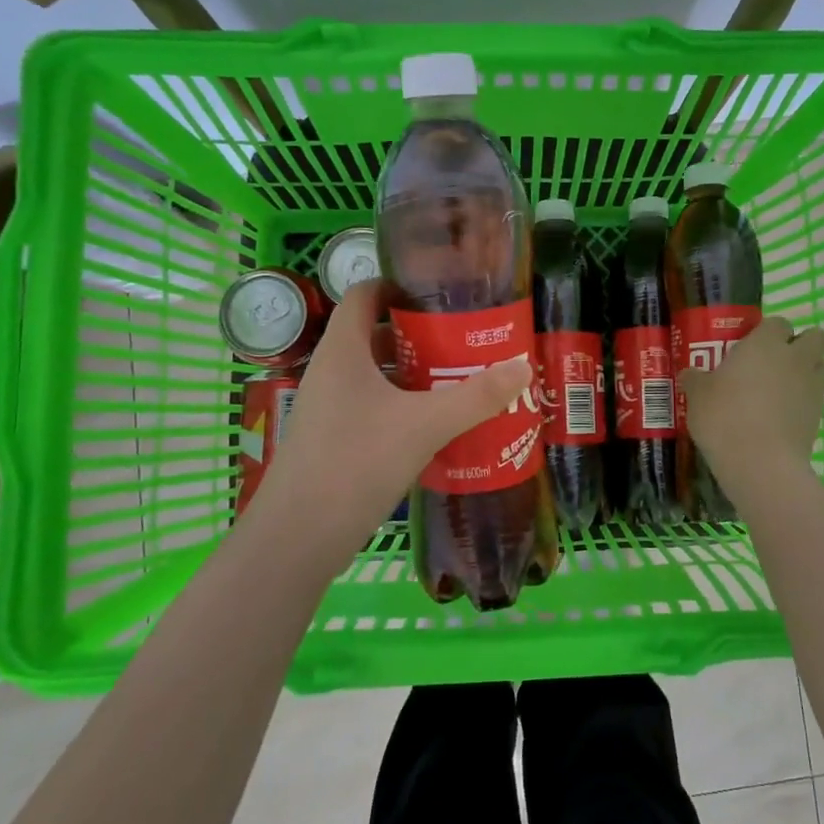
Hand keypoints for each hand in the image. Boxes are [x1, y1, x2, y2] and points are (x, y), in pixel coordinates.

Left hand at [252, 281, 532, 554]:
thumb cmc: (356, 462)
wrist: (299, 537)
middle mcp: (332, 371)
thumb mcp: (425, 425)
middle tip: (467, 341)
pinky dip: (406, 407)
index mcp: (343, 350)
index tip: (443, 294)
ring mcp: (330, 408)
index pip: (365, 292)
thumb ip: (476, 396)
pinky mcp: (335, 440)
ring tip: (462, 380)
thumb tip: (523, 367)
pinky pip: (375, 408)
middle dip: (422, 336)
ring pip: (378, 376)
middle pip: (377, 334)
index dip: (400, 286)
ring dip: (417, 375)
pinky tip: (439, 425)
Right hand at [678, 317, 823, 478]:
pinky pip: (818, 399)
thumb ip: (696, 380)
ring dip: (811, 371)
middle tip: (778, 361)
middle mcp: (794, 358)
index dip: (768, 331)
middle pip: (816, 337)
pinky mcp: (820, 416)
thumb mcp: (697, 396)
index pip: (778, 322)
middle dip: (803, 344)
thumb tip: (690, 374)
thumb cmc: (724, 417)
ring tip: (786, 388)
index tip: (752, 345)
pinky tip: (784, 417)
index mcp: (765, 344)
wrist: (760, 462)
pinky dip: (807, 402)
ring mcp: (812, 387)